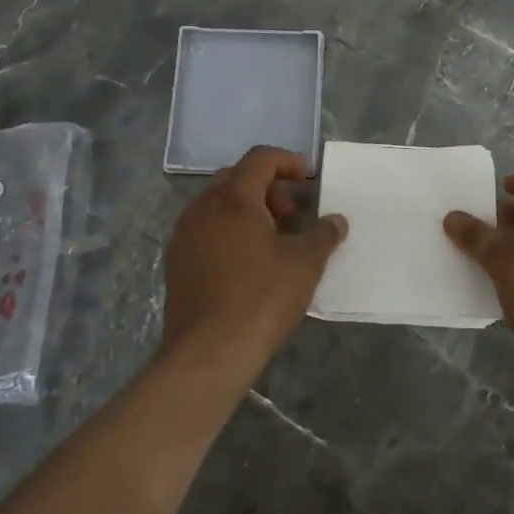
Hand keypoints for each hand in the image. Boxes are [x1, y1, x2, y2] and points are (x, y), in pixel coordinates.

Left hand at [161, 146, 347, 377]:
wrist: (208, 354)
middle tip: (294, 213)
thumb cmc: (262, 298)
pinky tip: (250, 262)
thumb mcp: (305, 264)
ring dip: (249, 210)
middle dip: (269, 188)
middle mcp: (203, 207)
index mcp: (233, 198)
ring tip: (276, 239)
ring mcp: (184, 235)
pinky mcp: (177, 262)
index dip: (288, 162)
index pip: (260, 158)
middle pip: (237, 178)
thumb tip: (337, 221)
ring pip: (219, 205)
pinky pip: (206, 229)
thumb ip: (324, 235)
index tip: (309, 180)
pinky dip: (230, 231)